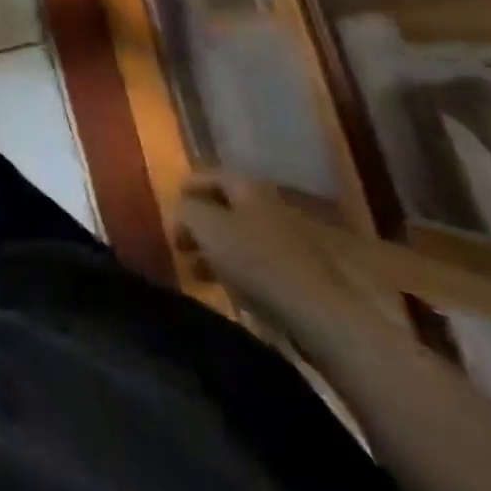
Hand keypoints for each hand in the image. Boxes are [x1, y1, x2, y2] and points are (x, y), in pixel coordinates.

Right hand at [176, 170, 370, 333]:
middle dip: (201, 224)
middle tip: (180, 243)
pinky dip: (240, 272)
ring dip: (218, 252)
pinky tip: (231, 291)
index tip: (169, 205)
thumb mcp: (207, 227)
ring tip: (198, 273)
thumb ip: (185, 212)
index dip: (187, 187)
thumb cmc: (257, 260)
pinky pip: (260, 266)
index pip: (211, 175)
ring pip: (243, 239)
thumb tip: (178, 211)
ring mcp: (290, 242)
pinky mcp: (302, 277)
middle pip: (227, 208)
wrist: (321, 314)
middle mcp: (270, 206)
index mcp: (248, 186)